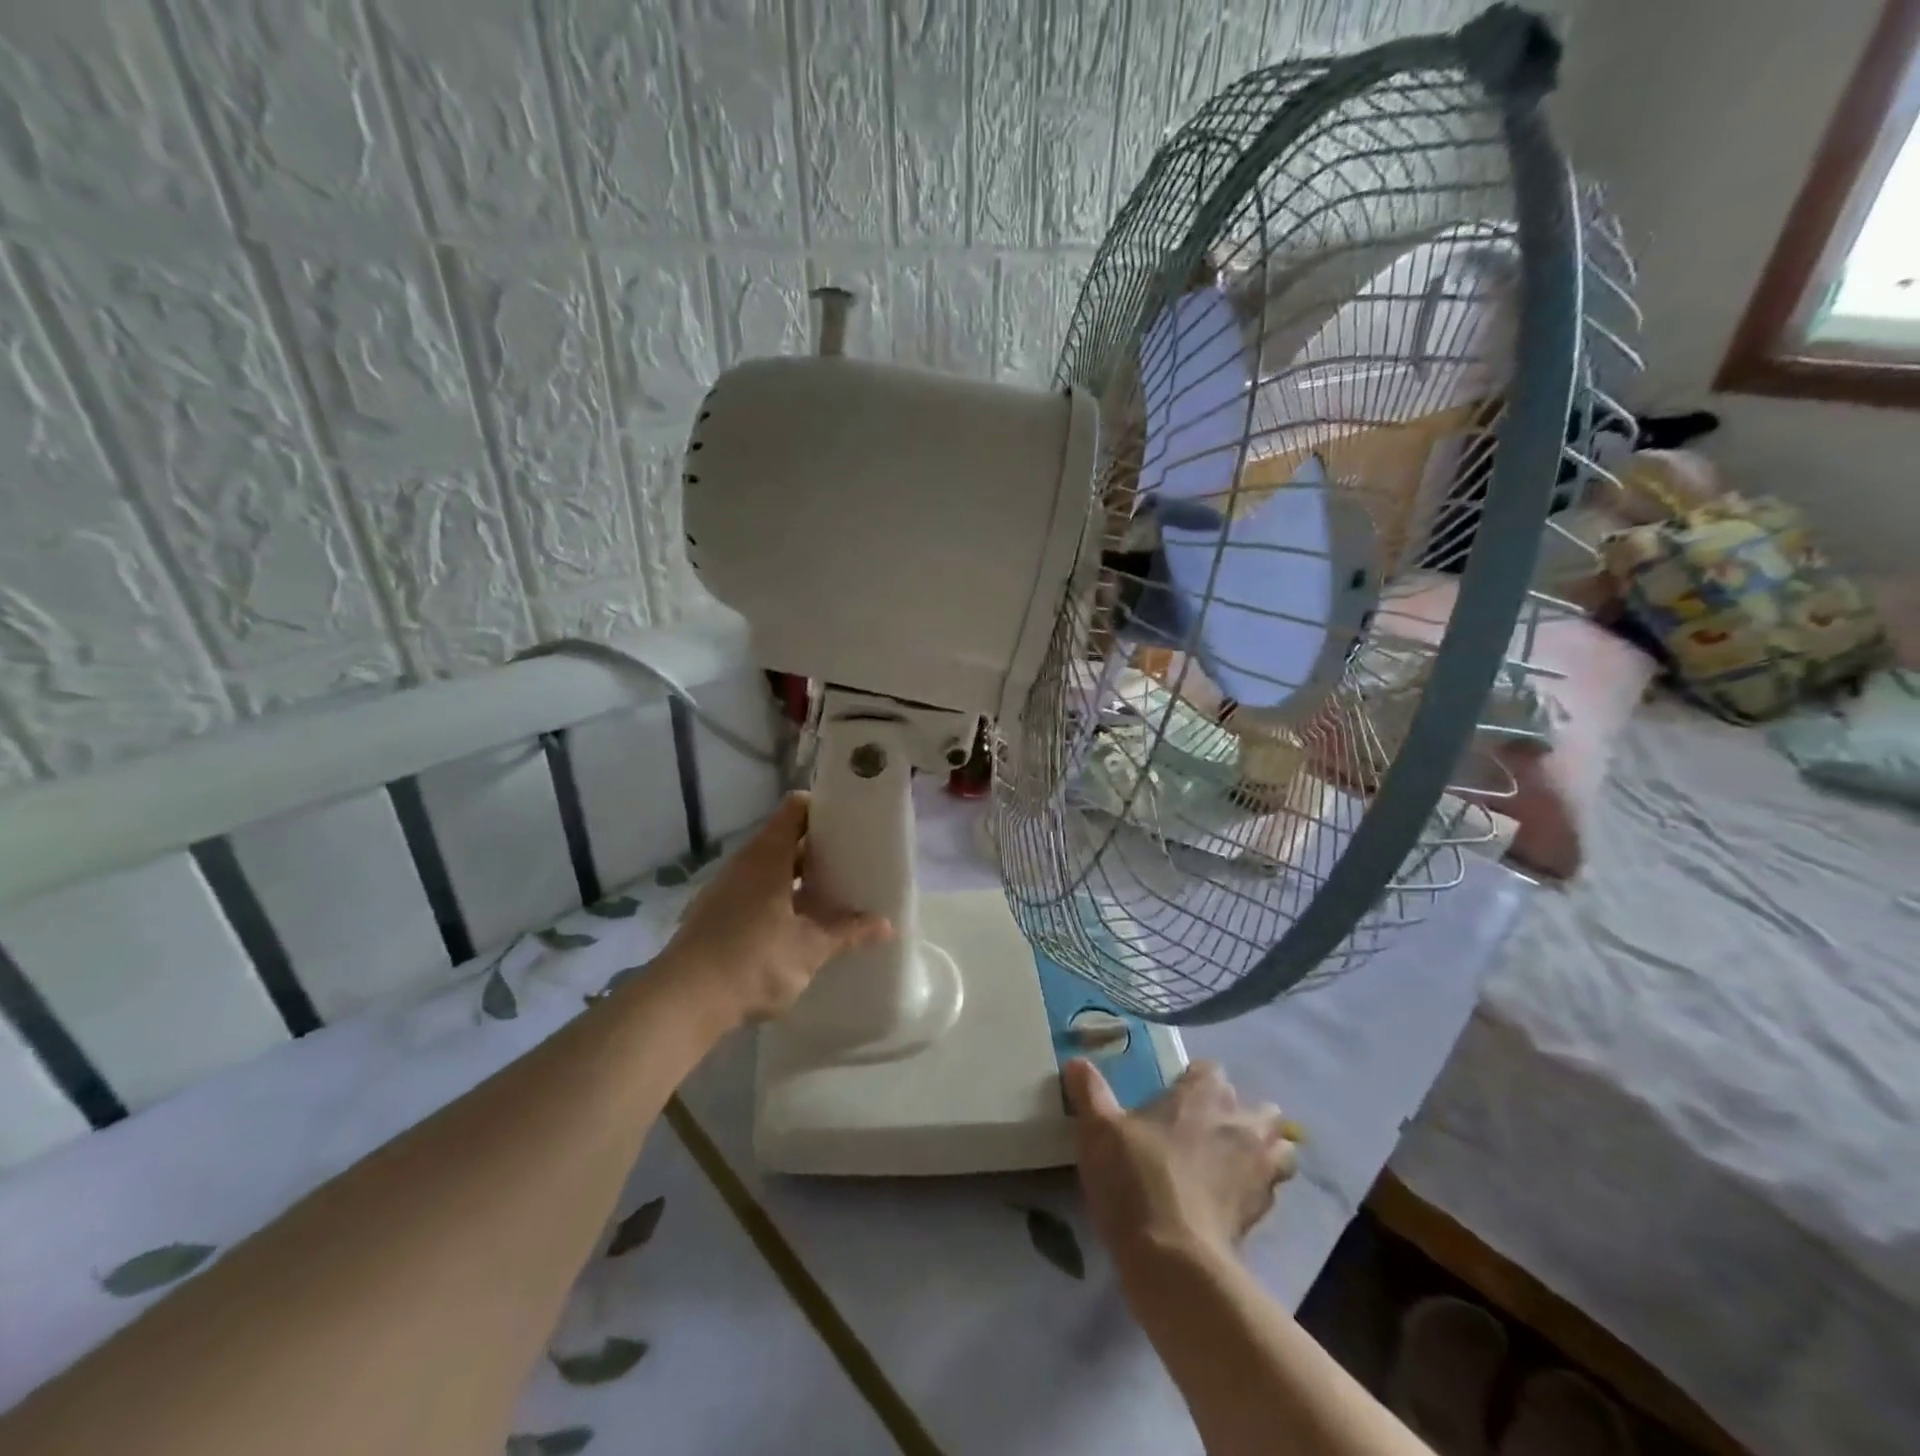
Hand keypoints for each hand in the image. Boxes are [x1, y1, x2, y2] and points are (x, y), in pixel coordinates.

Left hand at [660, 792, 891, 1027]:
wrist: (682, 1003)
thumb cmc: (753, 961)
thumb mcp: (809, 948)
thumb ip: (847, 932)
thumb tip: (887, 925)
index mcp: (767, 856)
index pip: (796, 809)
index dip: (824, 808)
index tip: (853, 821)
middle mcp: (744, 864)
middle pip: (786, 839)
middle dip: (820, 849)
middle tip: (854, 861)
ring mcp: (727, 889)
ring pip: (771, 869)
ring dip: (801, 878)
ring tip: (834, 894)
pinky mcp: (717, 915)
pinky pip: (757, 892)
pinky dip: (781, 898)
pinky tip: (801, 924)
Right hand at [1065, 1058, 1298, 1261]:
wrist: (1174, 1260)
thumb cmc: (1135, 1178)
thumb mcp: (1098, 1130)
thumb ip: (1089, 1091)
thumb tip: (1075, 1062)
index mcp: (1203, 1094)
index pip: (1211, 1071)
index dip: (1195, 1082)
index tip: (1175, 1098)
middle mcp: (1239, 1122)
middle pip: (1258, 1108)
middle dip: (1240, 1115)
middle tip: (1205, 1131)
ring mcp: (1259, 1168)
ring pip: (1280, 1148)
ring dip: (1263, 1151)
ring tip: (1231, 1165)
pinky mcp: (1264, 1212)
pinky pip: (1271, 1190)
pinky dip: (1257, 1190)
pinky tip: (1227, 1202)